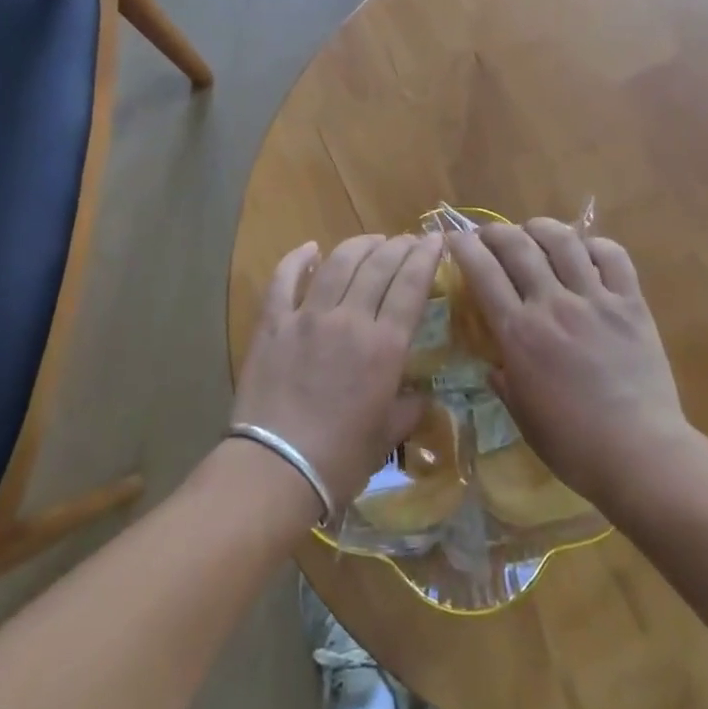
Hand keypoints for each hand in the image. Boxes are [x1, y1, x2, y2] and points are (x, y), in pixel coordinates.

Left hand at [232, 233, 441, 511]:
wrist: (275, 469)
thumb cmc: (339, 459)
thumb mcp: (387, 436)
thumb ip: (408, 408)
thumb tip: (420, 396)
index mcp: (384, 346)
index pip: (412, 285)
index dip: (426, 257)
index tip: (435, 240)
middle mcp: (350, 319)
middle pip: (378, 266)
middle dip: (398, 246)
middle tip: (408, 240)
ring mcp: (307, 317)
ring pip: (338, 264)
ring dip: (359, 245)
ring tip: (372, 240)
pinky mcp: (272, 324)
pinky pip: (284, 280)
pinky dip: (297, 259)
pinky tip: (310, 248)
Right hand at [449, 219, 690, 504]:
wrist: (640, 454)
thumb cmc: (573, 445)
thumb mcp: (522, 416)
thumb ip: (503, 382)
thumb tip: (494, 366)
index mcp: (519, 334)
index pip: (483, 273)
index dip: (464, 248)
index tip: (454, 239)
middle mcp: (553, 305)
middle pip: (518, 247)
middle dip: (496, 231)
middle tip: (489, 234)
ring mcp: (595, 300)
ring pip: (563, 241)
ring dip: (541, 228)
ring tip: (533, 230)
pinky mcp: (631, 304)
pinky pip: (613, 257)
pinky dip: (594, 245)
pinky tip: (585, 250)